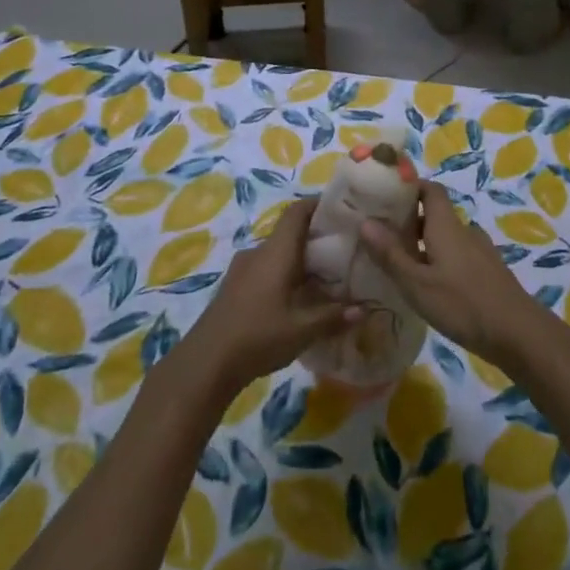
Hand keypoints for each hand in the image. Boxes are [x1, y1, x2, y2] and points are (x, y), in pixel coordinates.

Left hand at [181, 199, 358, 395]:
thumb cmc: (257, 336)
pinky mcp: (234, 288)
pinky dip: (284, 275)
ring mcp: (242, 270)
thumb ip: (333, 316)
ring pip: (277, 254)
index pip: (297, 212)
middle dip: (316, 238)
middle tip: (344, 251)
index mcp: (276, 252)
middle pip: (289, 233)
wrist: (204, 364)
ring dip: (299, 260)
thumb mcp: (301, 330)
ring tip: (325, 279)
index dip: (319, 205)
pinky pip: (265, 270)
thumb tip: (365, 308)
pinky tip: (296, 301)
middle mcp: (259, 252)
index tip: (342, 211)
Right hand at [358, 183, 548, 370]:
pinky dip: (439, 261)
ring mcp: (479, 251)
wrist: (517, 332)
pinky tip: (429, 287)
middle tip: (381, 237)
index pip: (430, 189)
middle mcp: (464, 231)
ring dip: (424, 244)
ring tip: (400, 265)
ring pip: (446, 237)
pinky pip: (457, 255)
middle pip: (435, 214)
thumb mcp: (417, 283)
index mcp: (446, 225)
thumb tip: (365, 222)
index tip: (385, 196)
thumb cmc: (462, 303)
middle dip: (409, 220)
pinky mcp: (488, 272)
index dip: (410, 187)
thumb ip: (391, 254)